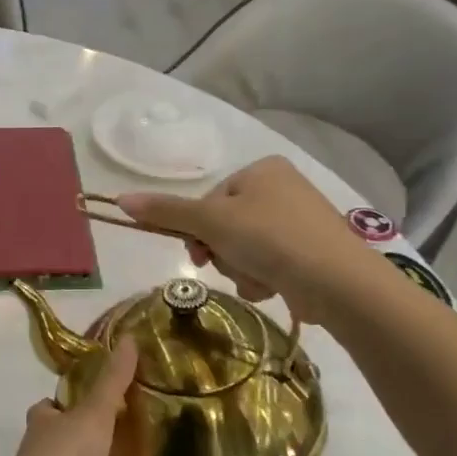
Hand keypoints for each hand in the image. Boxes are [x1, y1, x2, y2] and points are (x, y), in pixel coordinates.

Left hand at [0, 337, 145, 455]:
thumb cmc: (64, 455)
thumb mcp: (93, 411)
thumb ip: (112, 381)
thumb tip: (127, 338)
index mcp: (45, 426)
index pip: (51, 408)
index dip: (68, 401)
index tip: (98, 395)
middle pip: (70, 442)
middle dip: (93, 437)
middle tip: (133, 428)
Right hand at [117, 157, 384, 320]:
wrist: (337, 281)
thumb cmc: (270, 239)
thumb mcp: (211, 222)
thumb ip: (166, 211)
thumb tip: (120, 200)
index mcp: (261, 169)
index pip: (209, 200)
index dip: (198, 229)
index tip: (199, 252)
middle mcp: (282, 189)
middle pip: (224, 226)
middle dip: (222, 252)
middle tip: (229, 265)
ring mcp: (300, 222)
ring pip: (243, 249)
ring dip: (240, 270)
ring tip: (258, 278)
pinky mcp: (311, 253)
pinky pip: (268, 264)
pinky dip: (263, 278)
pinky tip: (275, 286)